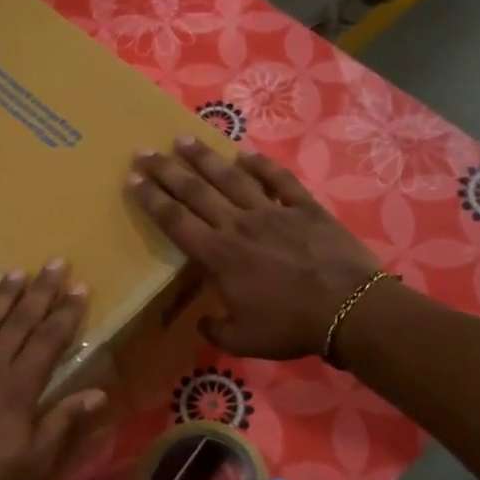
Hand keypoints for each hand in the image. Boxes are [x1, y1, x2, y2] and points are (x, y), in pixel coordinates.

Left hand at [0, 263, 108, 479]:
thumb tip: (98, 392)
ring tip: (15, 273)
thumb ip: (63, 423)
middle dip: (39, 292)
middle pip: (16, 323)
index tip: (80, 288)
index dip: (66, 314)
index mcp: (15, 390)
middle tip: (55, 263)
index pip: (47, 341)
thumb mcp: (34, 466)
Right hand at [127, 137, 382, 359]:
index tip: (132, 179)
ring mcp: (273, 212)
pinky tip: (246, 154)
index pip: (175, 221)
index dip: (151, 199)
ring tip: (184, 140)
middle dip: (166, 170)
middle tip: (145, 151)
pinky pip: (279, 180)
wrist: (347, 309)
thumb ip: (215, 329)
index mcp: (219, 255)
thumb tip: (202, 322)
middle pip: (195, 191)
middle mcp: (239, 225)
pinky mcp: (305, 208)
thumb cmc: (289, 326)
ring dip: (205, 158)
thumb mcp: (242, 340)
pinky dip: (262, 165)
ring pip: (232, 178)